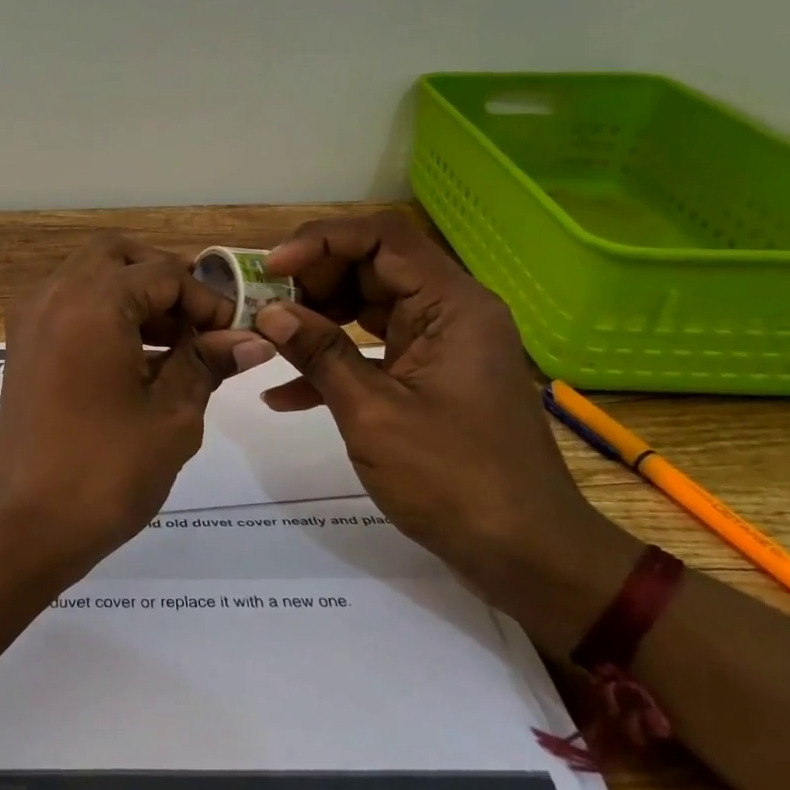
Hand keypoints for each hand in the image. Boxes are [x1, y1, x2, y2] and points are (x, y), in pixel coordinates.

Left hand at [0, 234, 275, 579]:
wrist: (23, 527)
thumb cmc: (106, 472)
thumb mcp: (173, 415)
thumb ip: (208, 362)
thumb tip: (251, 339)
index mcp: (91, 301)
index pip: (163, 272)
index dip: (207, 298)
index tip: (235, 333)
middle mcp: (53, 294)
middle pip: (118, 256)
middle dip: (165, 278)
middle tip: (201, 321)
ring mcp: (31, 319)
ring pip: (90, 276)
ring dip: (135, 295)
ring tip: (180, 343)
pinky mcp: (22, 346)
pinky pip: (70, 305)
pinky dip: (106, 313)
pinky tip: (141, 357)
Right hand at [256, 212, 638, 653]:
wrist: (526, 553)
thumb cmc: (454, 479)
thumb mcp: (373, 413)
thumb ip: (320, 354)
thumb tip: (269, 312)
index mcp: (451, 305)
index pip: (382, 237)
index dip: (321, 241)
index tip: (270, 268)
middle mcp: (448, 313)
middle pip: (371, 267)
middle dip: (311, 283)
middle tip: (263, 309)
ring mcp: (437, 347)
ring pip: (365, 308)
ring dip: (314, 322)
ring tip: (266, 344)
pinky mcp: (426, 379)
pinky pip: (371, 352)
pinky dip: (331, 364)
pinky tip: (284, 396)